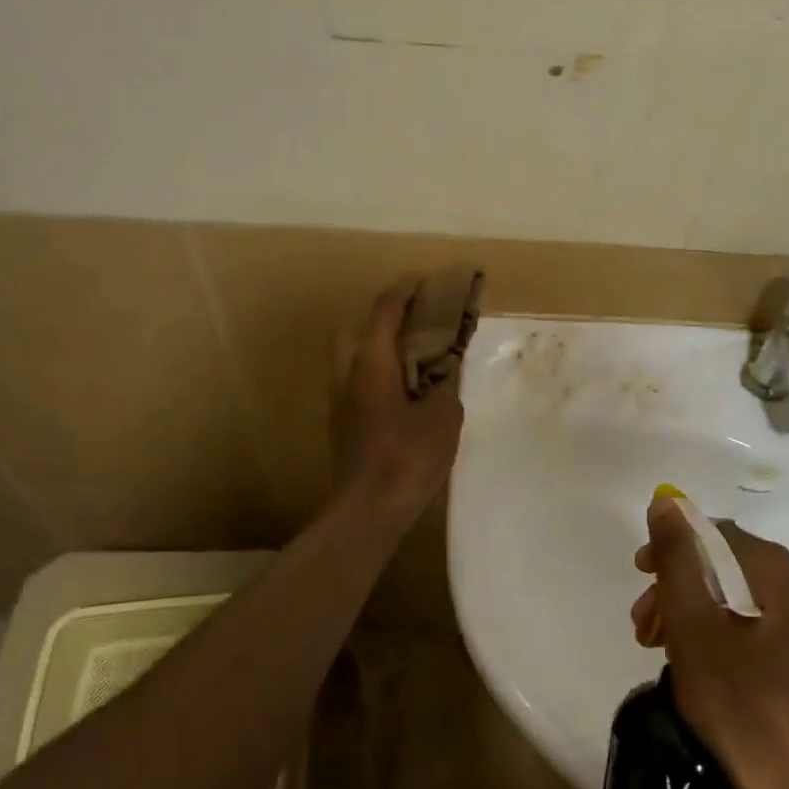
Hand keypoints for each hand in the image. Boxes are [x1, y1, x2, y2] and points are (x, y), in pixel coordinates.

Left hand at [331, 277, 464, 527]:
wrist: (368, 508)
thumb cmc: (408, 455)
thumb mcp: (443, 414)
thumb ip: (446, 381)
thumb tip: (448, 363)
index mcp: (372, 361)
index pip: (385, 310)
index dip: (405, 290)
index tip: (425, 280)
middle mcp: (348, 373)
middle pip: (358, 330)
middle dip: (383, 321)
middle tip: (416, 327)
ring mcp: (339, 400)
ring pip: (353, 359)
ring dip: (379, 350)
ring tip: (415, 362)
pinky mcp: (341, 424)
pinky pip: (357, 383)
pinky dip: (377, 375)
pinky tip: (404, 395)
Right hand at [630, 498, 788, 788]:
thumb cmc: (739, 701)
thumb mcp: (693, 623)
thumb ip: (677, 557)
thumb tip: (666, 502)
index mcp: (780, 574)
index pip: (714, 533)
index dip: (671, 546)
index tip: (638, 573)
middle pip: (721, 565)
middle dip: (674, 586)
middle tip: (642, 621)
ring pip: (729, 596)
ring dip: (686, 611)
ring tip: (654, 644)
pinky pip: (744, 623)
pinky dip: (708, 632)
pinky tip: (685, 660)